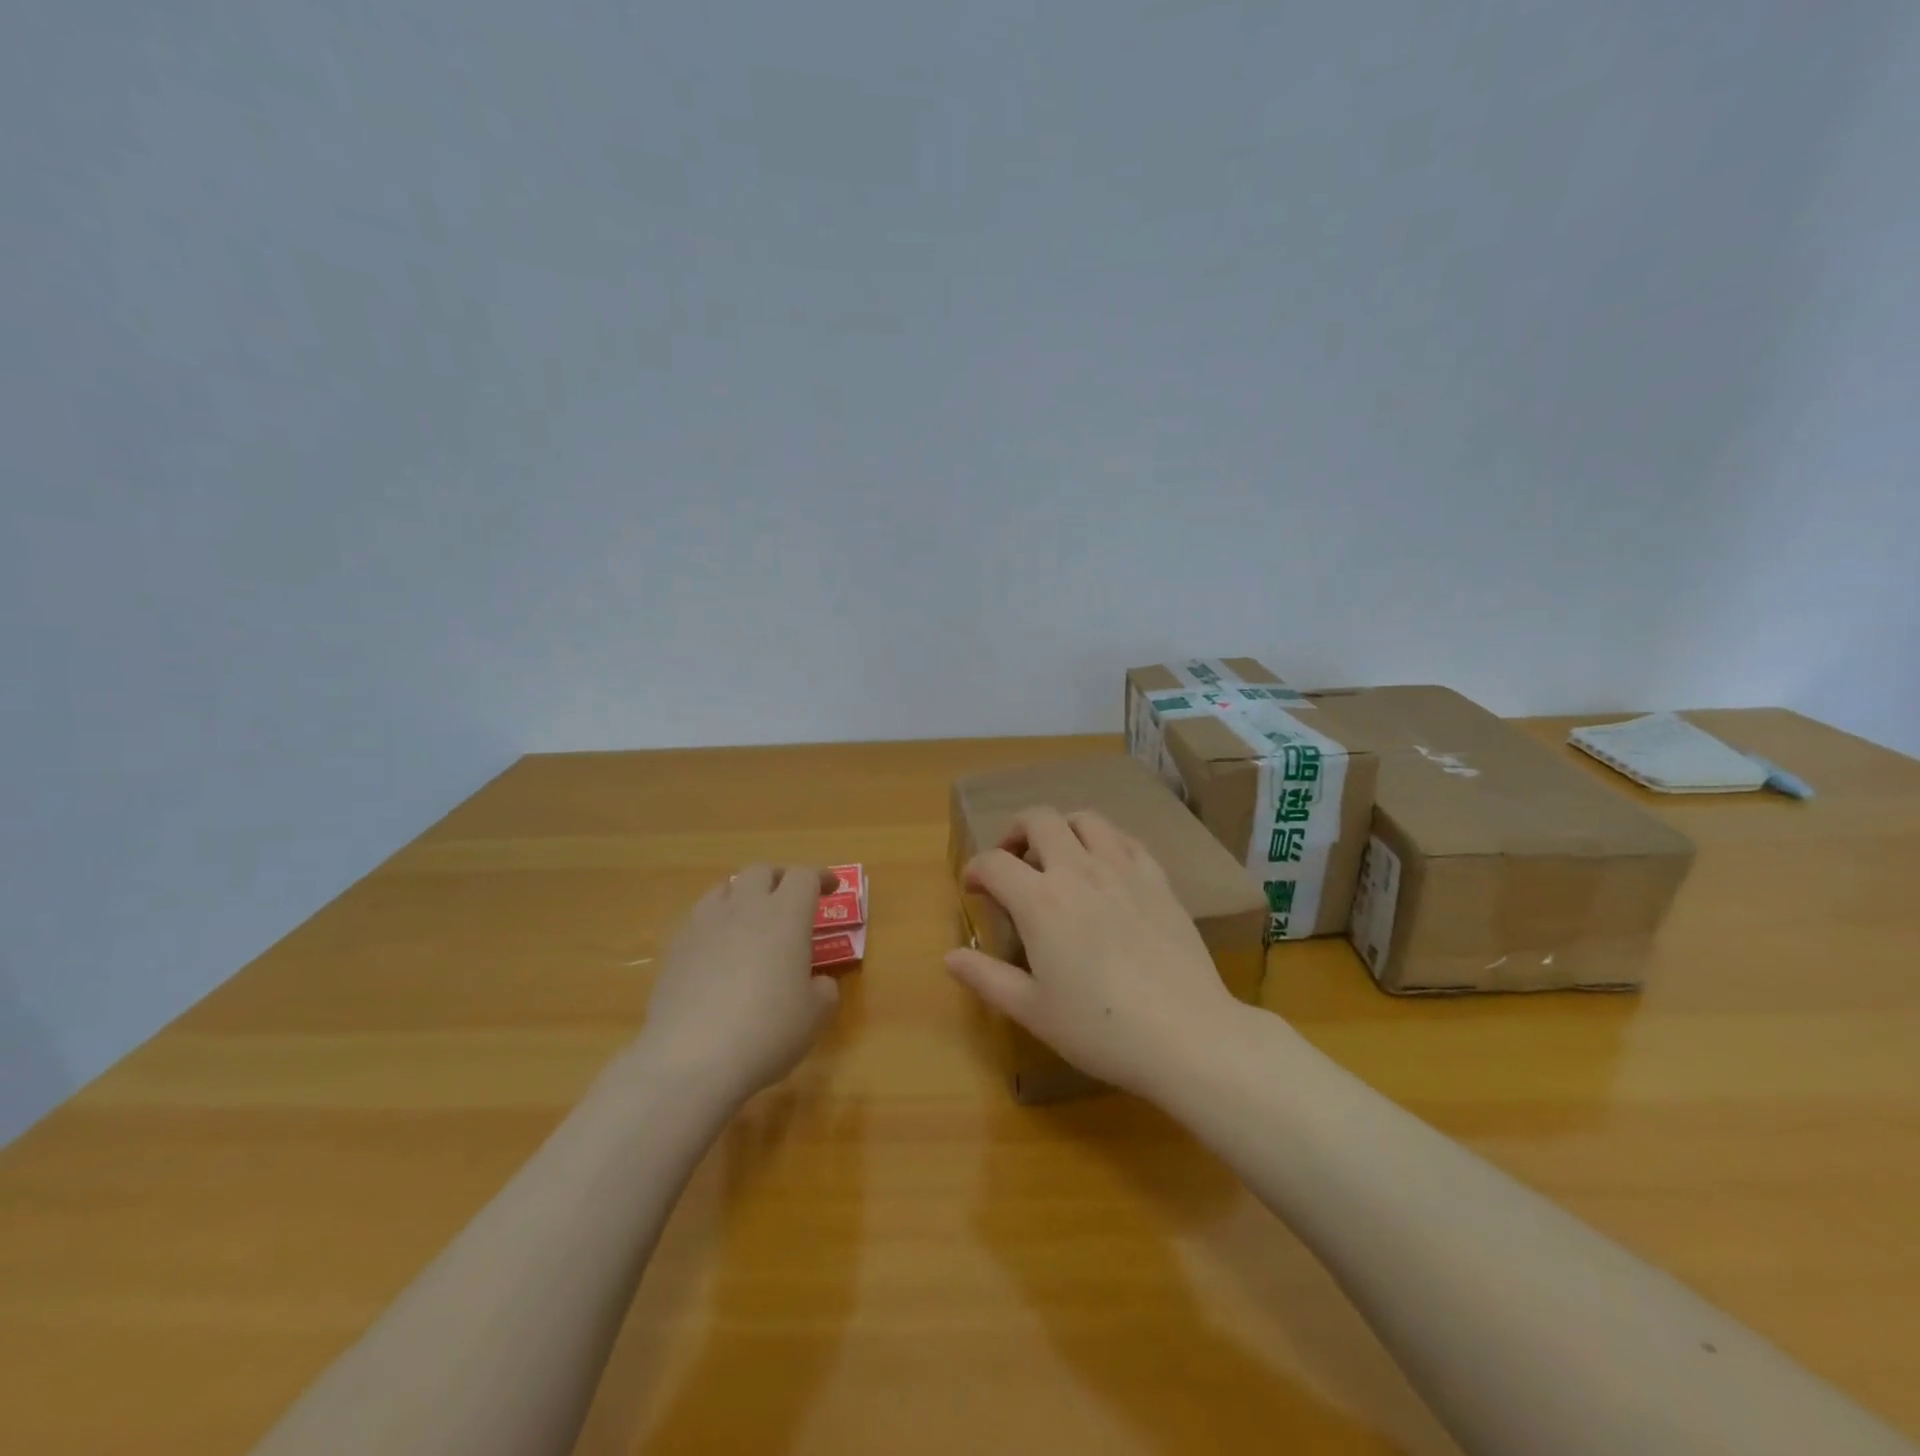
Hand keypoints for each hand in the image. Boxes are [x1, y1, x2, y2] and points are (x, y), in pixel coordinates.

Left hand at [634, 865, 841, 1108]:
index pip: (804, 876)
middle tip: (791, 899)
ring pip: (725, 889)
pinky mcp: (675, 949)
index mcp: (785, 915)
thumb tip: (817, 982)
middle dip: (780, 879)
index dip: (821, 877)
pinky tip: (718, 952)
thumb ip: (823, 989)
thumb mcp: (815, 1016)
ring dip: (743, 896)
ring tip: (751, 919)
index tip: (832, 889)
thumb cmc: (767, 1031)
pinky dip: (715, 924)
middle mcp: (744, 908)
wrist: (690, 1060)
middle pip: (761, 871)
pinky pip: (699, 919)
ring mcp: (704, 925)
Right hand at [944, 808, 1242, 1098]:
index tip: (974, 888)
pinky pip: (1126, 839)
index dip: (975, 870)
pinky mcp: (1158, 879)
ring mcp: (1123, 869)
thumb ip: (986, 977)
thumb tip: (950, 956)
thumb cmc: (1100, 1029)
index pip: (994, 862)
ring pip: (1085, 819)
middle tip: (1012, 862)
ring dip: (1061, 828)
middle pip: (1039, 819)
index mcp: (1041, 901)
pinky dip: (1104, 842)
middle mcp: (1079, 870)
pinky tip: (1105, 869)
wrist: (1186, 1035)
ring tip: (1057, 857)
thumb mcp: (1032, 1010)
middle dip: (1015, 832)